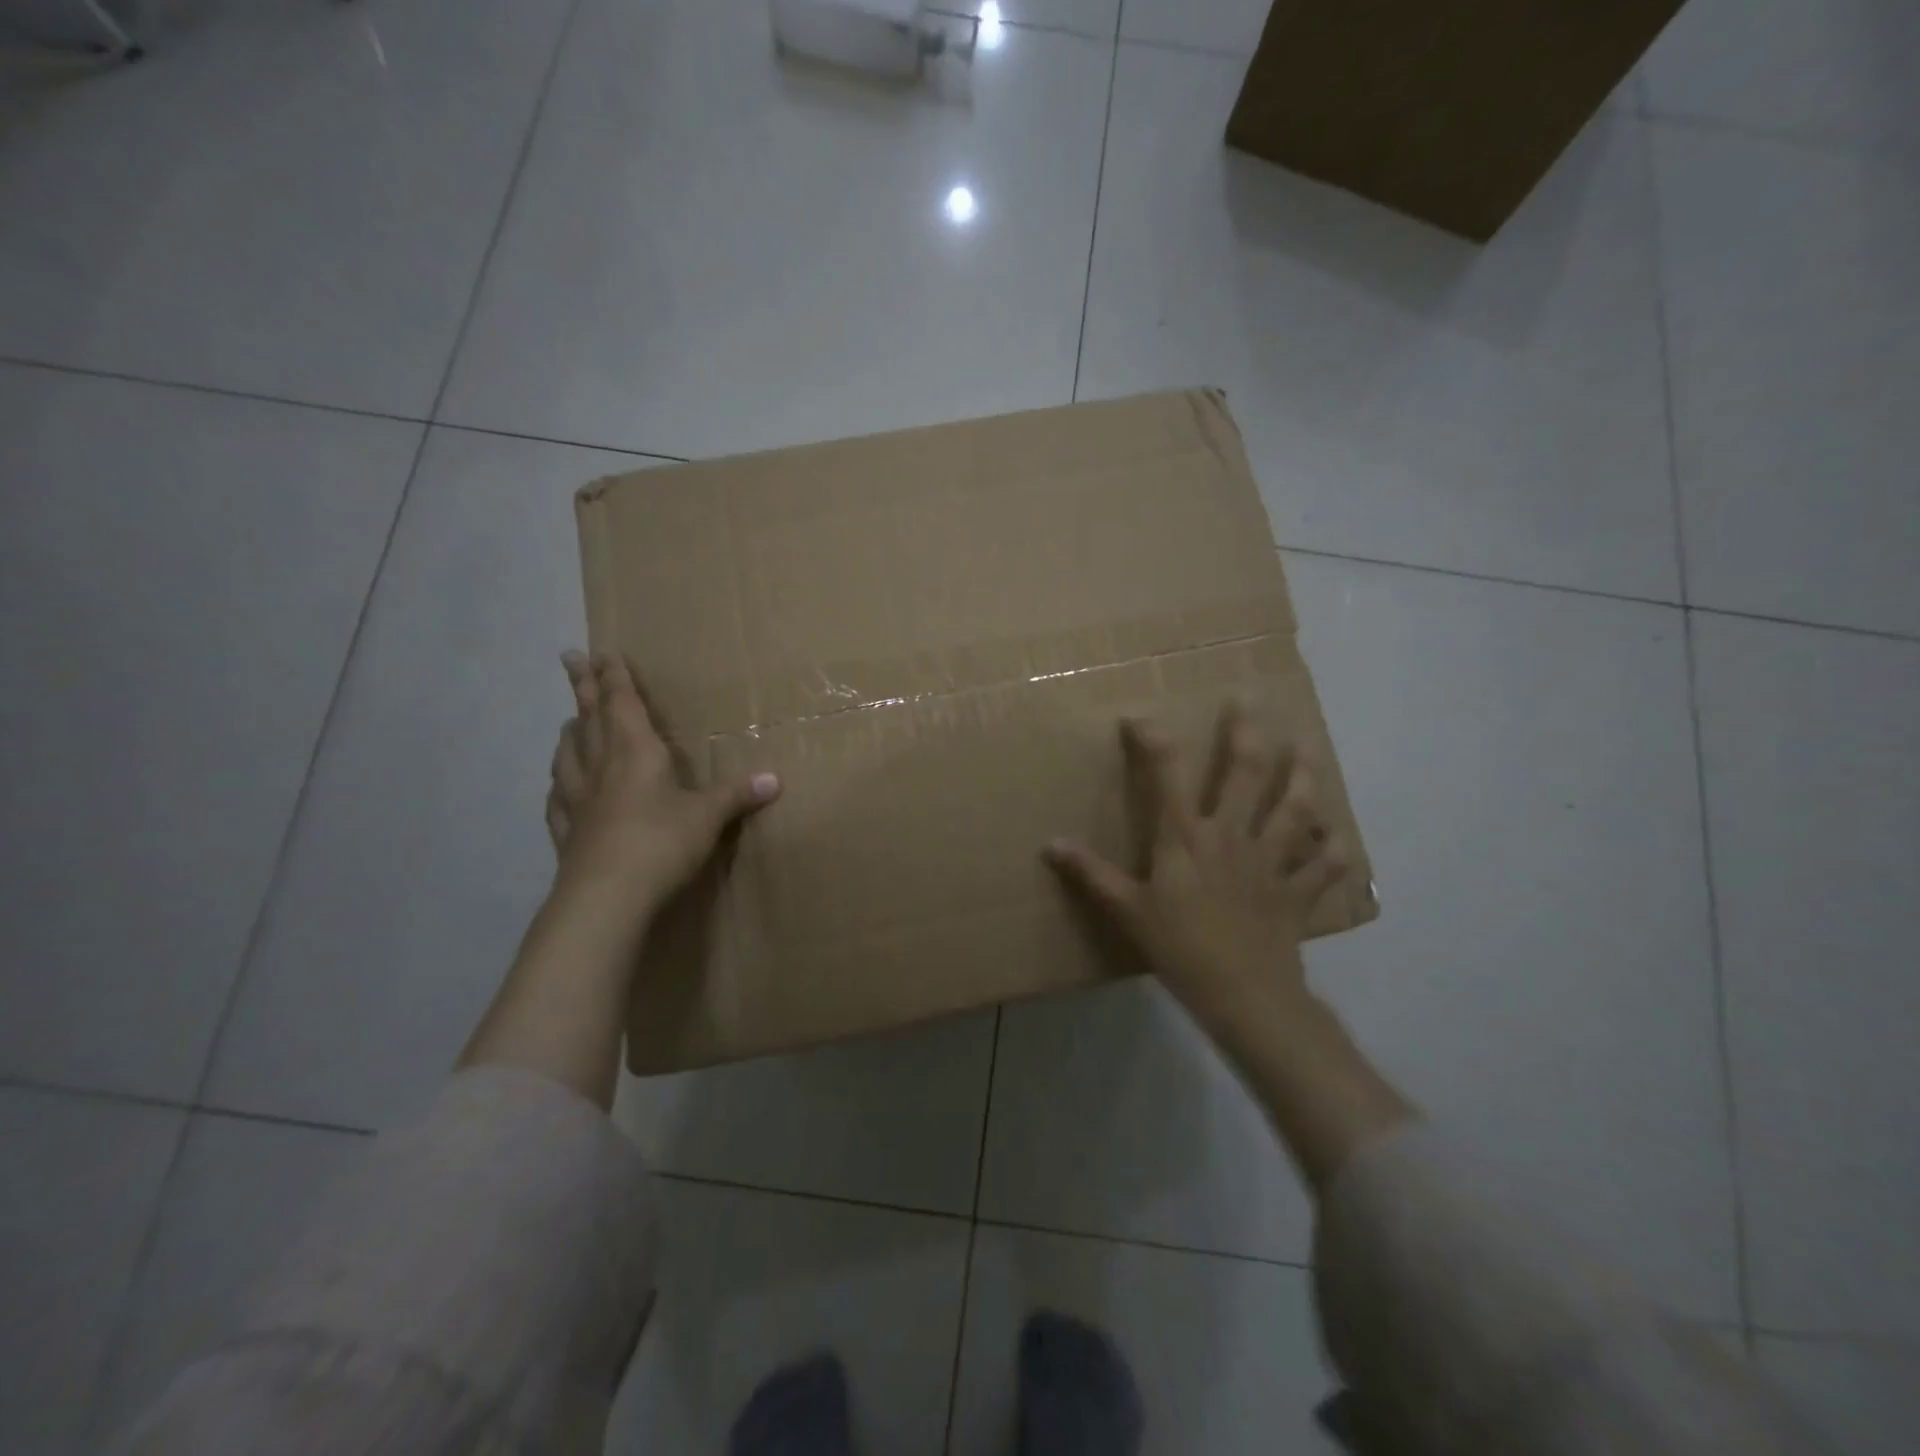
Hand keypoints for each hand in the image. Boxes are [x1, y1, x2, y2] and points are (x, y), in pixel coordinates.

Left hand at [547, 651, 779, 932]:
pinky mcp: (566, 831)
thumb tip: (775, 780)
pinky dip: (559, 784)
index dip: (614, 676)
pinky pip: (559, 798)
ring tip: (569, 721)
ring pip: (568, 753)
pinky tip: (558, 787)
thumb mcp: (708, 816)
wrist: (608, 896)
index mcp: (635, 751)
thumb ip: (736, 795)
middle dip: (583, 686)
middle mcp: (600, 766)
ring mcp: (577, 799)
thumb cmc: (662, 842)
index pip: (621, 702)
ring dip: (570, 731)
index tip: (602, 651)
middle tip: (569, 658)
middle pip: (588, 717)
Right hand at [1045, 704, 1345, 1015]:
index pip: (1167, 773)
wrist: (1243, 994)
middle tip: (1249, 700)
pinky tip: (1339, 840)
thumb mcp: (1127, 911)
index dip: (1153, 739)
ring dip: (1303, 776)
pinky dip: (1333, 852)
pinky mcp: (1297, 891)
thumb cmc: (1179, 948)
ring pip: (1295, 807)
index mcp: (1186, 837)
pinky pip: (1323, 866)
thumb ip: (1092, 874)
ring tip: (1307, 749)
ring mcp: (1271, 860)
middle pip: (1246, 773)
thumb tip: (1051, 844)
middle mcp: (1232, 835)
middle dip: (1246, 732)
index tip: (1139, 718)